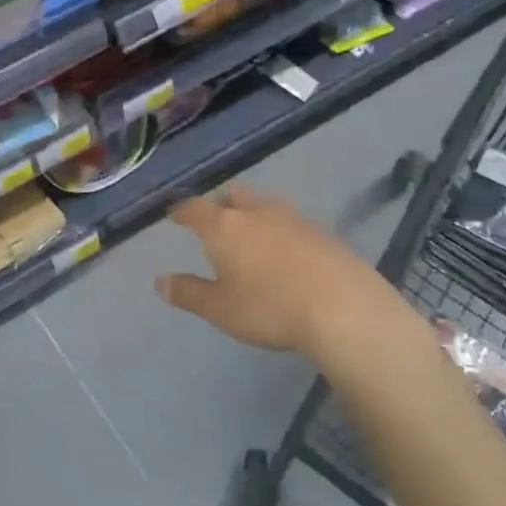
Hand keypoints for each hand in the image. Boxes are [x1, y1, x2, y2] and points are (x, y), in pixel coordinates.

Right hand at [154, 187, 441, 385]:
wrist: (345, 310)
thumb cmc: (269, 308)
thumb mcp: (219, 309)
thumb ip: (188, 293)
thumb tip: (160, 282)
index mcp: (224, 226)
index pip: (194, 208)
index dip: (181, 211)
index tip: (174, 215)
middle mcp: (256, 213)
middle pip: (232, 196)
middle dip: (219, 204)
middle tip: (214, 220)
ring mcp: (294, 219)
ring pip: (264, 205)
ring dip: (252, 214)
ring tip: (250, 234)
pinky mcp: (324, 233)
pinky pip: (291, 222)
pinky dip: (280, 230)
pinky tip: (285, 252)